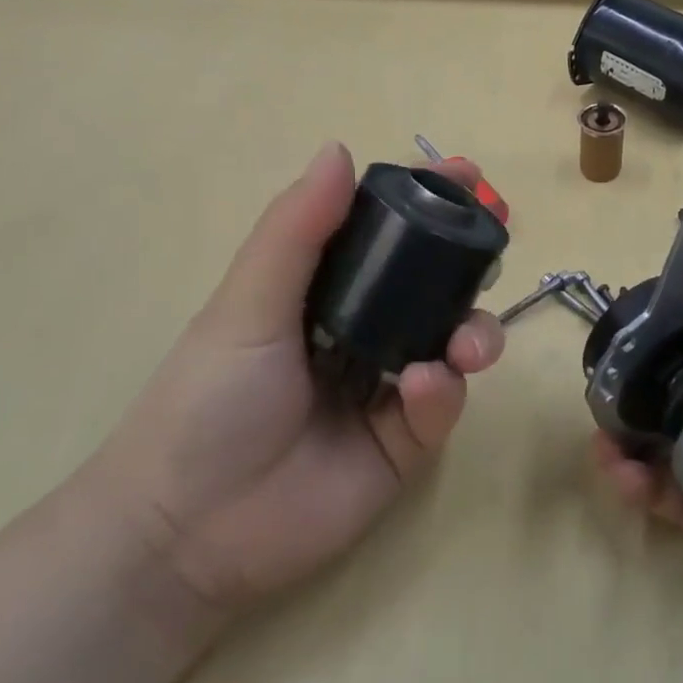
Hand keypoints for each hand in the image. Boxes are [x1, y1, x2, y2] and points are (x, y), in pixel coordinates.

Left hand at [90, 142, 504, 619]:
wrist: (188, 532)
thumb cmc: (208, 403)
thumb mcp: (247, 307)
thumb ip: (297, 232)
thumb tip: (339, 149)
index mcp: (326, 293)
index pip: (387, 235)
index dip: (426, 203)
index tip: (463, 175)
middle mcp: (366, 331)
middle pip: (436, 284)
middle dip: (471, 261)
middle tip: (494, 243)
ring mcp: (390, 387)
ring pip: (455, 341)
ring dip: (475, 331)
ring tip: (466, 345)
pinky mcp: (407, 441)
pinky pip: (444, 403)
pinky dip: (444, 391)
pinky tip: (420, 391)